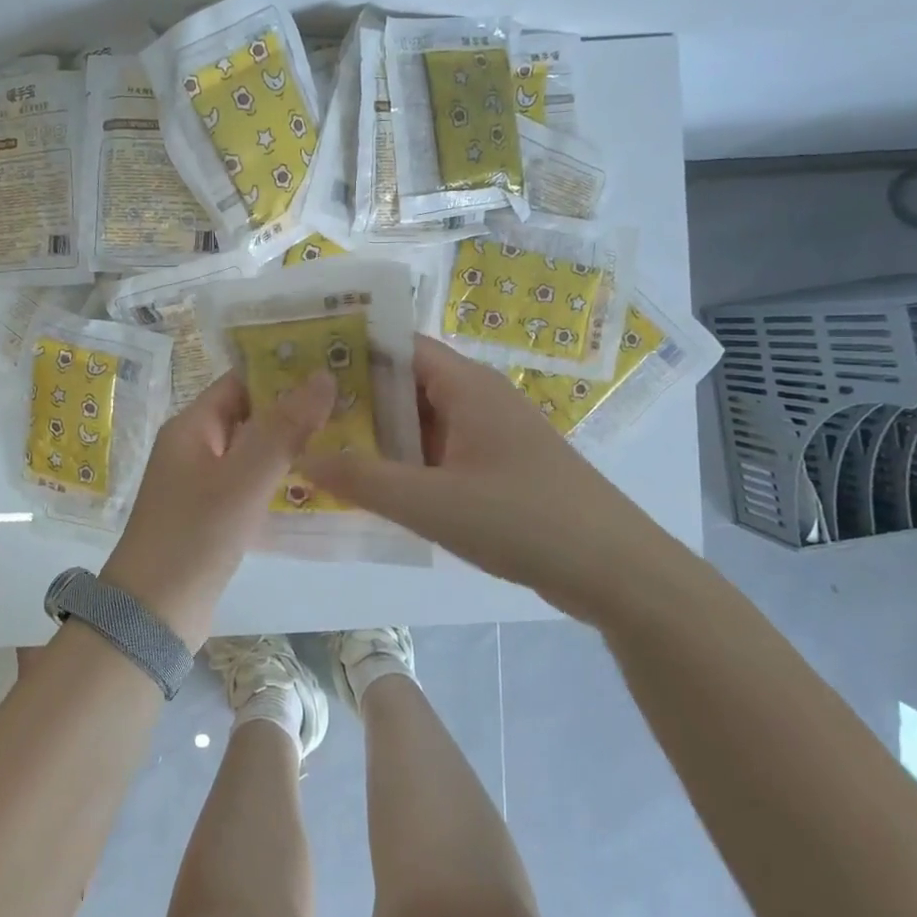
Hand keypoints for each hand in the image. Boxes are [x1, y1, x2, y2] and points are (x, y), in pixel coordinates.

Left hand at [103, 369, 334, 647]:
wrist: (153, 614)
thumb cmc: (196, 535)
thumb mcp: (244, 478)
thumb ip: (285, 428)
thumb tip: (323, 376)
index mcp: (191, 427)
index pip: (240, 382)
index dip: (281, 373)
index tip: (330, 369)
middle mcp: (193, 448)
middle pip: (248, 415)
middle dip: (293, 409)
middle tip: (348, 406)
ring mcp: (201, 483)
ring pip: (251, 451)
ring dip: (289, 446)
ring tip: (343, 439)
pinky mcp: (211, 515)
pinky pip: (249, 484)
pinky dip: (277, 479)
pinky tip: (314, 485)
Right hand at [300, 336, 663, 601]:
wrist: (615, 570)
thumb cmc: (522, 519)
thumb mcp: (431, 503)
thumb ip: (363, 481)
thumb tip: (301, 459)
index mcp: (466, 385)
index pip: (398, 346)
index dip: (351, 350)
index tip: (303, 366)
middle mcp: (479, 397)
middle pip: (407, 383)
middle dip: (357, 398)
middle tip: (301, 415)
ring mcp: (492, 433)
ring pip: (424, 421)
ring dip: (381, 435)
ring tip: (324, 447)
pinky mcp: (500, 466)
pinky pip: (442, 451)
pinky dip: (408, 461)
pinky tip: (376, 485)